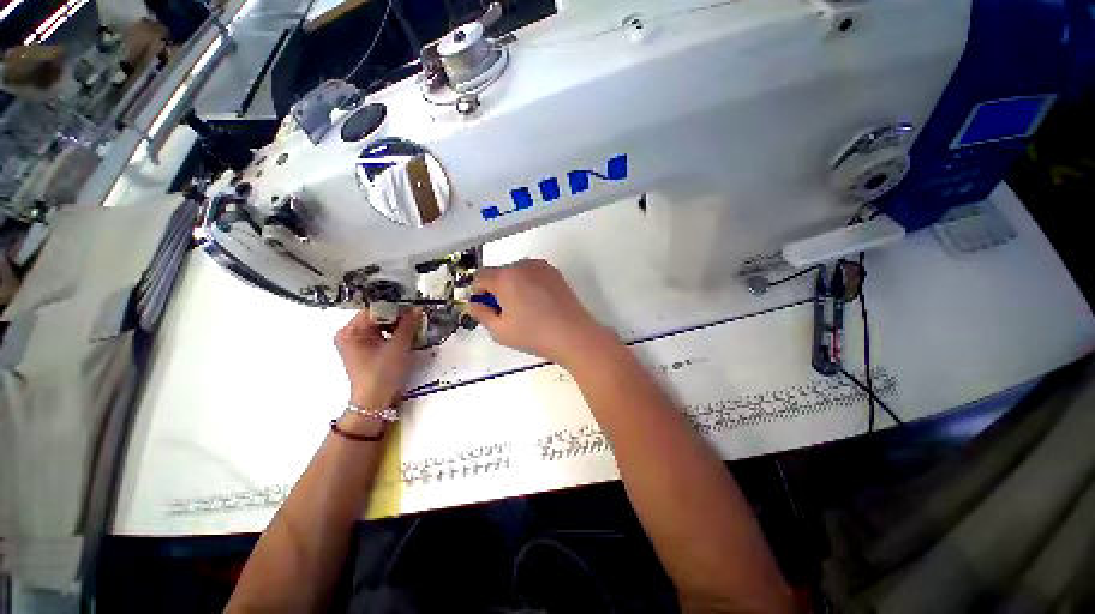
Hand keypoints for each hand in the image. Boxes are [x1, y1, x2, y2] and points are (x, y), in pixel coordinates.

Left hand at [334, 310, 419, 410]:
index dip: (397, 308)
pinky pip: (379, 334)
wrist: (374, 402)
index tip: (416, 309)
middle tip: (417, 318)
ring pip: (380, 325)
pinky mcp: (363, 349)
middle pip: (377, 316)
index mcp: (351, 331)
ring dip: (397, 325)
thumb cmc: (383, 373)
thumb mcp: (399, 346)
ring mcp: (355, 342)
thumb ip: (408, 325)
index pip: (376, 310)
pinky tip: (406, 336)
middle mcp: (349, 333)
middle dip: (398, 317)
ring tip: (414, 328)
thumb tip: (418, 308)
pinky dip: (393, 333)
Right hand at [467, 259, 615, 365]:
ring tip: (525, 308)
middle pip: (498, 272)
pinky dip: (528, 283)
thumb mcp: (500, 330)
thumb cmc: (534, 335)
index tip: (487, 308)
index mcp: (506, 277)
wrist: (573, 335)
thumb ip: (480, 314)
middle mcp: (522, 265)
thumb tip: (473, 303)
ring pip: (516, 271)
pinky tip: (538, 302)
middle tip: (507, 312)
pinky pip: (532, 272)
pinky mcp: (554, 272)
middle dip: (496, 289)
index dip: (478, 292)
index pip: (480, 276)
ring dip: (512, 285)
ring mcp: (541, 267)